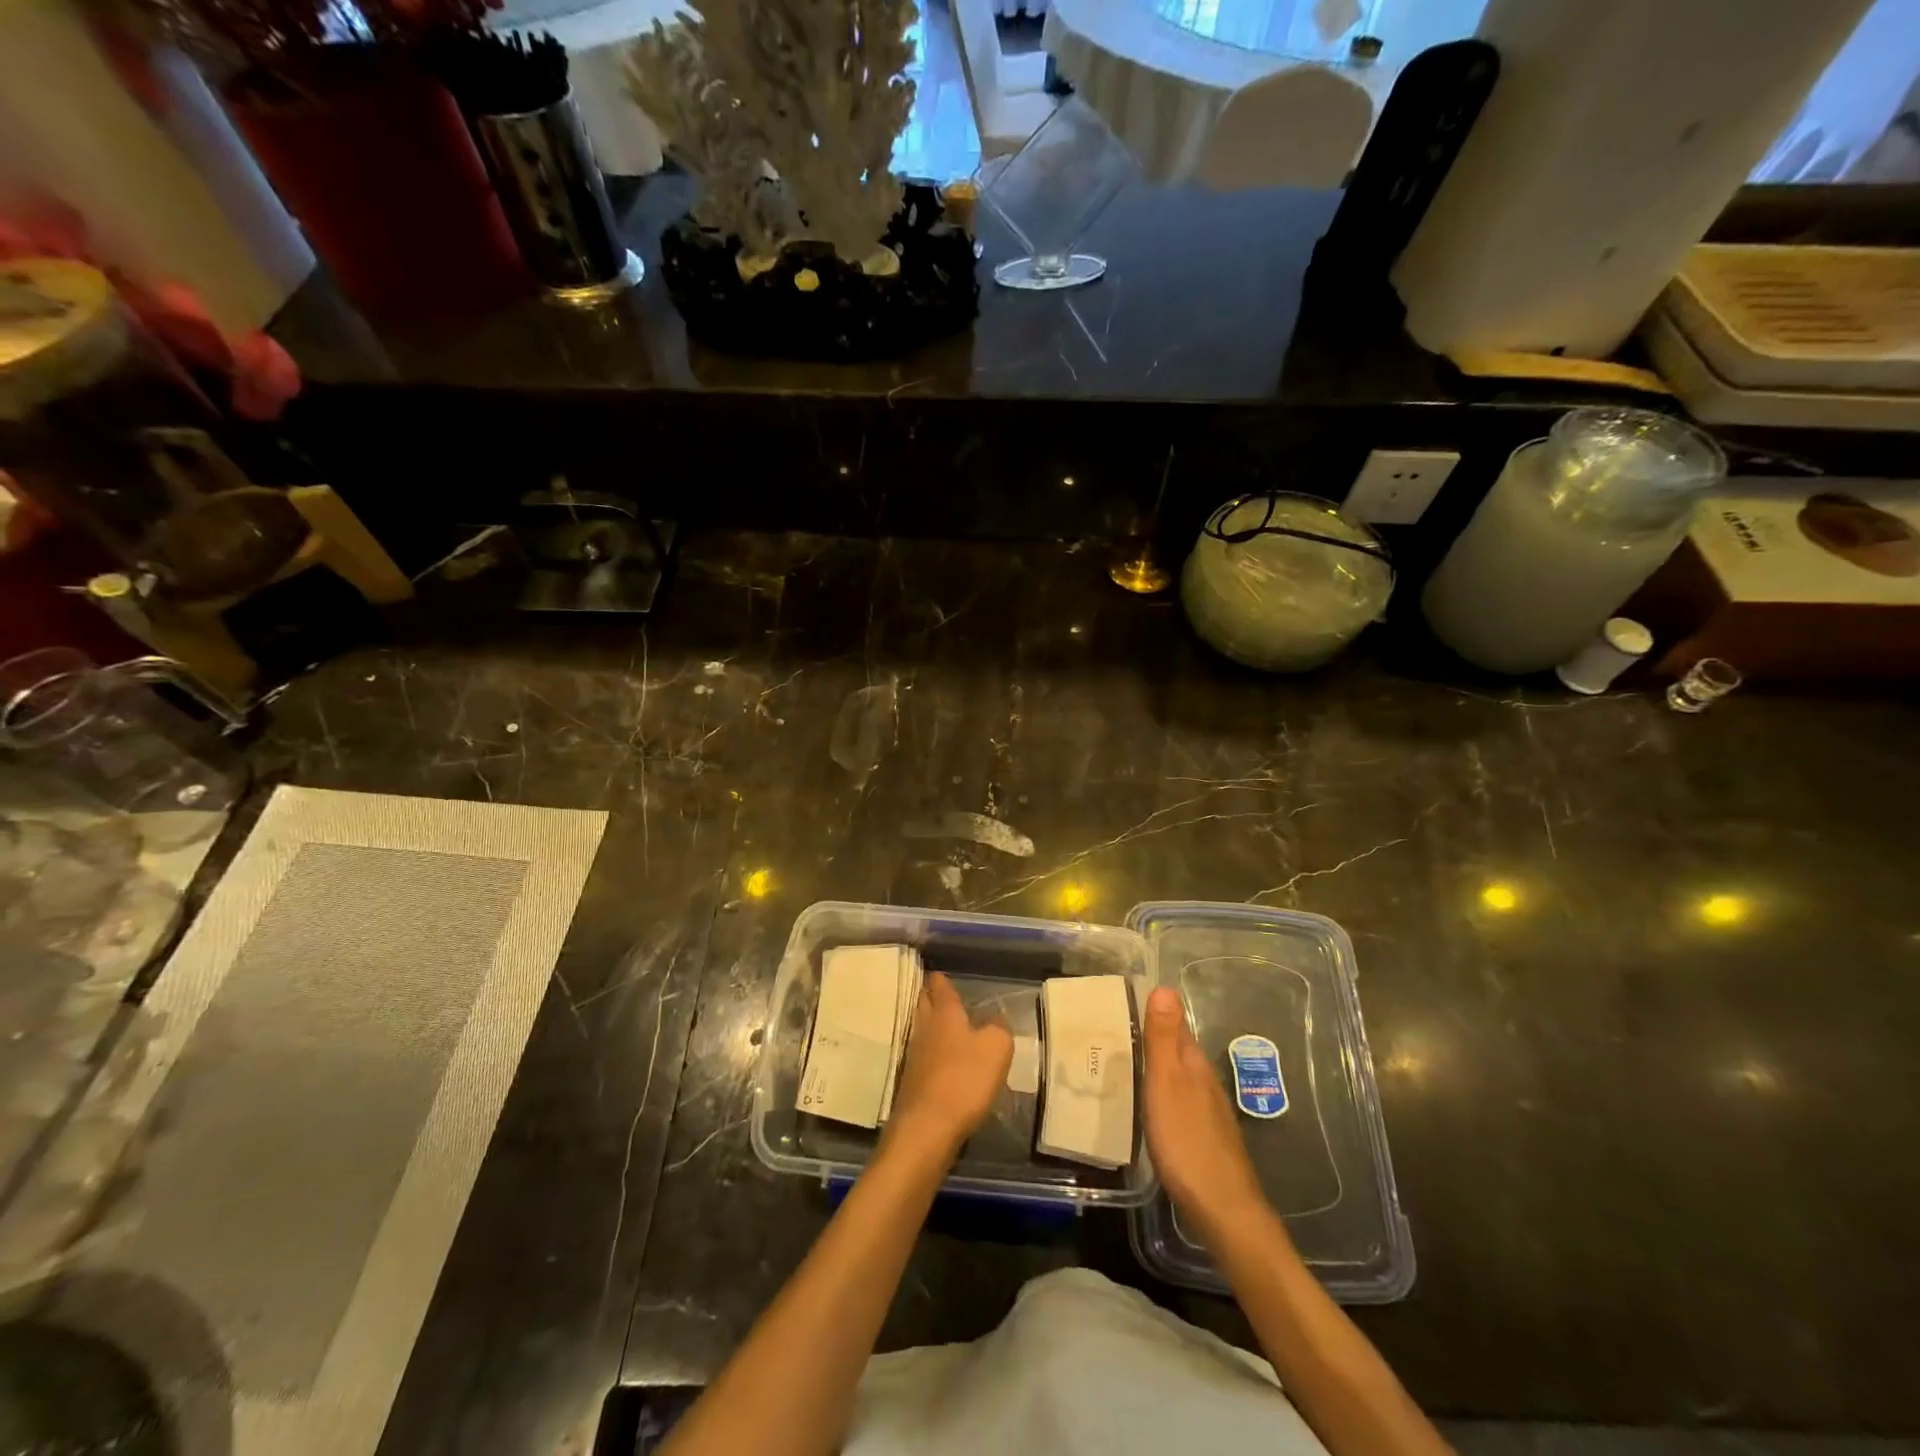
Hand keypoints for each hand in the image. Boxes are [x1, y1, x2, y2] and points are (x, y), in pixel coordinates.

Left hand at [884, 973, 1012, 1160]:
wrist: (927, 1128)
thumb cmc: (965, 1079)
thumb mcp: (996, 1048)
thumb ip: (998, 1028)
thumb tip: (994, 1019)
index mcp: (945, 1014)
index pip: (940, 988)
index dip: (941, 979)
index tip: (938, 972)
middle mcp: (925, 1029)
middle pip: (924, 1005)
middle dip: (929, 995)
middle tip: (933, 988)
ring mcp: (914, 1056)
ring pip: (920, 1028)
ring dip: (928, 1021)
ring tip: (938, 1018)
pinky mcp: (912, 1082)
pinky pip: (921, 1055)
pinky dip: (929, 1050)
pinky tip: (938, 1057)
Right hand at [1143, 986, 1269, 1239]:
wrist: (1223, 1209)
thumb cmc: (1187, 1141)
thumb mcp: (1166, 1083)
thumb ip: (1164, 1039)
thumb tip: (1166, 987)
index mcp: (1194, 1064)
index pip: (1176, 1025)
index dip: (1155, 1011)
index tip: (1126, 999)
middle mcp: (1204, 1081)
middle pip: (1178, 1050)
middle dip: (1153, 1037)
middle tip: (1116, 1029)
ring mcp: (1208, 1111)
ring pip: (1179, 1076)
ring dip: (1158, 1066)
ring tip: (1125, 1062)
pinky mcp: (1205, 1137)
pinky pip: (1179, 1101)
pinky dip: (1163, 1094)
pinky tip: (1150, 1105)